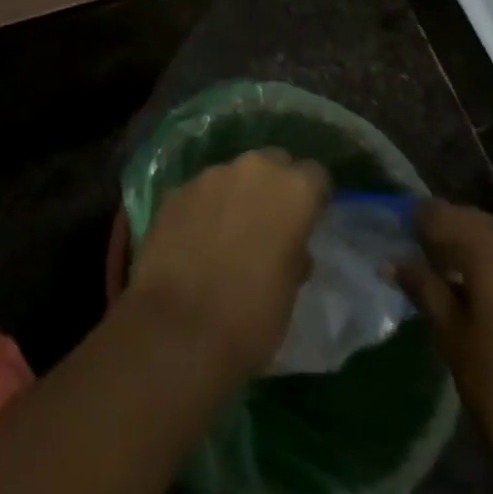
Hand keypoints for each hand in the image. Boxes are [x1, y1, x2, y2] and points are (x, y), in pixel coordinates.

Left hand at [126, 149, 329, 377]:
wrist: (178, 329)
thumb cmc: (251, 316)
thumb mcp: (291, 291)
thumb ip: (295, 253)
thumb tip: (291, 247)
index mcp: (292, 190)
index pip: (316, 176)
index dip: (314, 198)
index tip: (309, 221)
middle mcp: (252, 169)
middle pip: (273, 163)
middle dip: (274, 187)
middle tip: (271, 223)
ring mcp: (209, 176)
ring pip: (233, 175)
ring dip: (237, 195)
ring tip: (230, 233)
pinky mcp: (177, 190)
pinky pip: (201, 192)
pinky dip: (205, 208)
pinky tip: (198, 239)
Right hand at [398, 202, 492, 493]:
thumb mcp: (453, 339)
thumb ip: (425, 289)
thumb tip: (394, 261)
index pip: (440, 213)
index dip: (413, 222)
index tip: (390, 239)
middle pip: (470, 219)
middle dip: (440, 232)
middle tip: (410, 257)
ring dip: (465, 248)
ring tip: (436, 276)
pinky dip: (489, 264)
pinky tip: (471, 292)